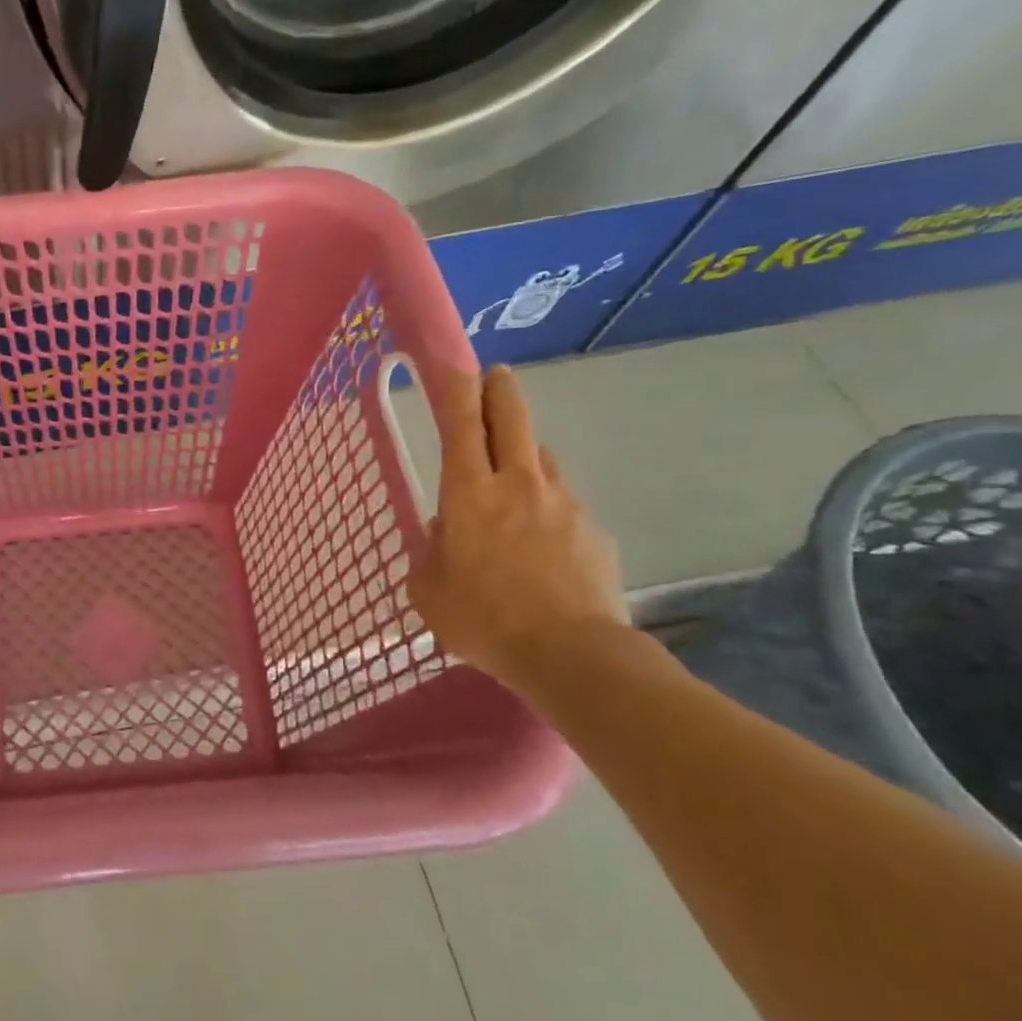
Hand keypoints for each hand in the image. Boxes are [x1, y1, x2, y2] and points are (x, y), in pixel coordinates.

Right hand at [408, 365, 628, 692]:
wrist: (571, 655)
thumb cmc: (482, 619)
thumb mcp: (427, 589)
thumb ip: (430, 551)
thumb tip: (446, 531)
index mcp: (468, 493)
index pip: (462, 424)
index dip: (458, 389)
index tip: (458, 365)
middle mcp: (517, 484)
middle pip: (513, 418)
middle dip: (502, 390)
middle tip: (496, 376)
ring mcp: (562, 503)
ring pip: (541, 459)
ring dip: (524, 454)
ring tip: (511, 480)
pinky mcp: (594, 529)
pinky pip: (562, 503)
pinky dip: (546, 507)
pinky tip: (541, 543)